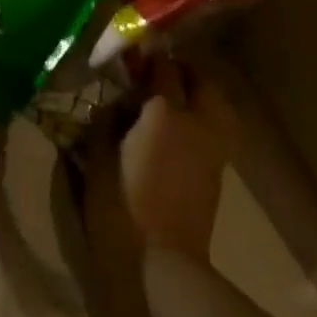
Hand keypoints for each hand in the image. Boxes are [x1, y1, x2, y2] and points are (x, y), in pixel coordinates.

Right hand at [78, 54, 235, 266]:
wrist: (161, 262)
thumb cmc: (119, 209)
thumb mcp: (97, 161)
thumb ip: (106, 124)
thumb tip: (113, 103)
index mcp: (164, 113)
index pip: (163, 69)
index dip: (150, 58)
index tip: (136, 54)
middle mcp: (197, 121)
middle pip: (202, 80)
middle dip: (183, 69)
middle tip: (159, 72)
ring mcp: (214, 146)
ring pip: (218, 103)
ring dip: (201, 91)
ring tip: (177, 97)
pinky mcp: (219, 169)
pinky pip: (219, 127)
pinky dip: (206, 116)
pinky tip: (184, 127)